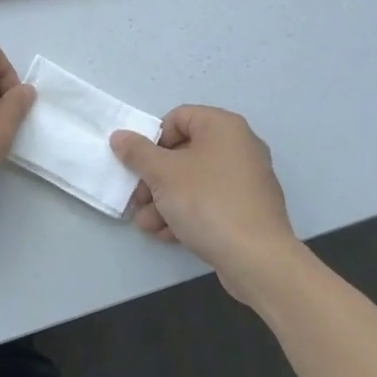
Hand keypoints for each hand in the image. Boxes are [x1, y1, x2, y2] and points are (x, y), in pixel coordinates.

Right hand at [110, 106, 299, 302]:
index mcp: (223, 127)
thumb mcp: (162, 174)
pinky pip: (210, 201)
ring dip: (165, 200)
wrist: (256, 258)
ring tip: (148, 224)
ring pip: (194, 181)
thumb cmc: (207, 202)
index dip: (153, 140)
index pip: (178, 118)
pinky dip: (187, 212)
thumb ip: (137, 152)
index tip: (140, 165)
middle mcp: (239, 146)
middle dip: (155, 178)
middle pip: (183, 153)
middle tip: (139, 199)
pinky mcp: (248, 208)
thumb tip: (120, 136)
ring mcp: (246, 179)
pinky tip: (168, 234)